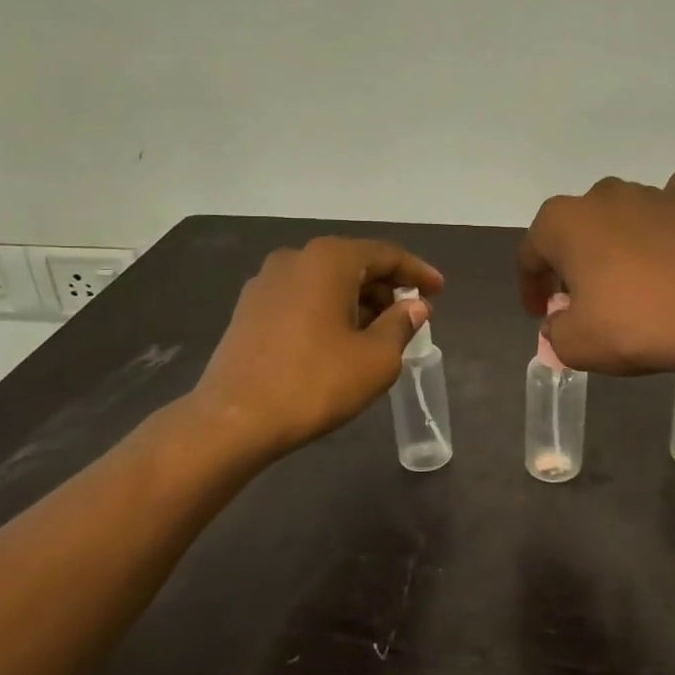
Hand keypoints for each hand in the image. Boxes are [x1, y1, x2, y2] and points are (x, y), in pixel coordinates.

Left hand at [190, 237, 443, 458]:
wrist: (234, 420)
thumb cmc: (315, 383)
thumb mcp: (376, 358)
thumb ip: (401, 324)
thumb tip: (415, 305)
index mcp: (329, 260)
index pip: (385, 255)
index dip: (417, 272)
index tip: (439, 290)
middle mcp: (295, 258)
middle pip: (353, 264)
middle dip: (386, 287)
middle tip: (412, 314)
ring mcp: (266, 282)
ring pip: (326, 281)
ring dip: (357, 300)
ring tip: (380, 331)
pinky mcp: (249, 309)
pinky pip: (302, 297)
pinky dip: (329, 309)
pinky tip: (340, 338)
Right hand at [517, 170, 674, 375]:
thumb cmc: (634, 325)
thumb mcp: (576, 344)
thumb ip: (555, 331)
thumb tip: (561, 321)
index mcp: (562, 222)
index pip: (531, 254)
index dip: (531, 287)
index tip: (541, 313)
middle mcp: (601, 196)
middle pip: (575, 229)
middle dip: (573, 260)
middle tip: (583, 297)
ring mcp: (650, 193)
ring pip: (620, 214)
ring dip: (616, 241)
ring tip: (630, 278)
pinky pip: (670, 202)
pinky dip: (665, 219)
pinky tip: (670, 241)